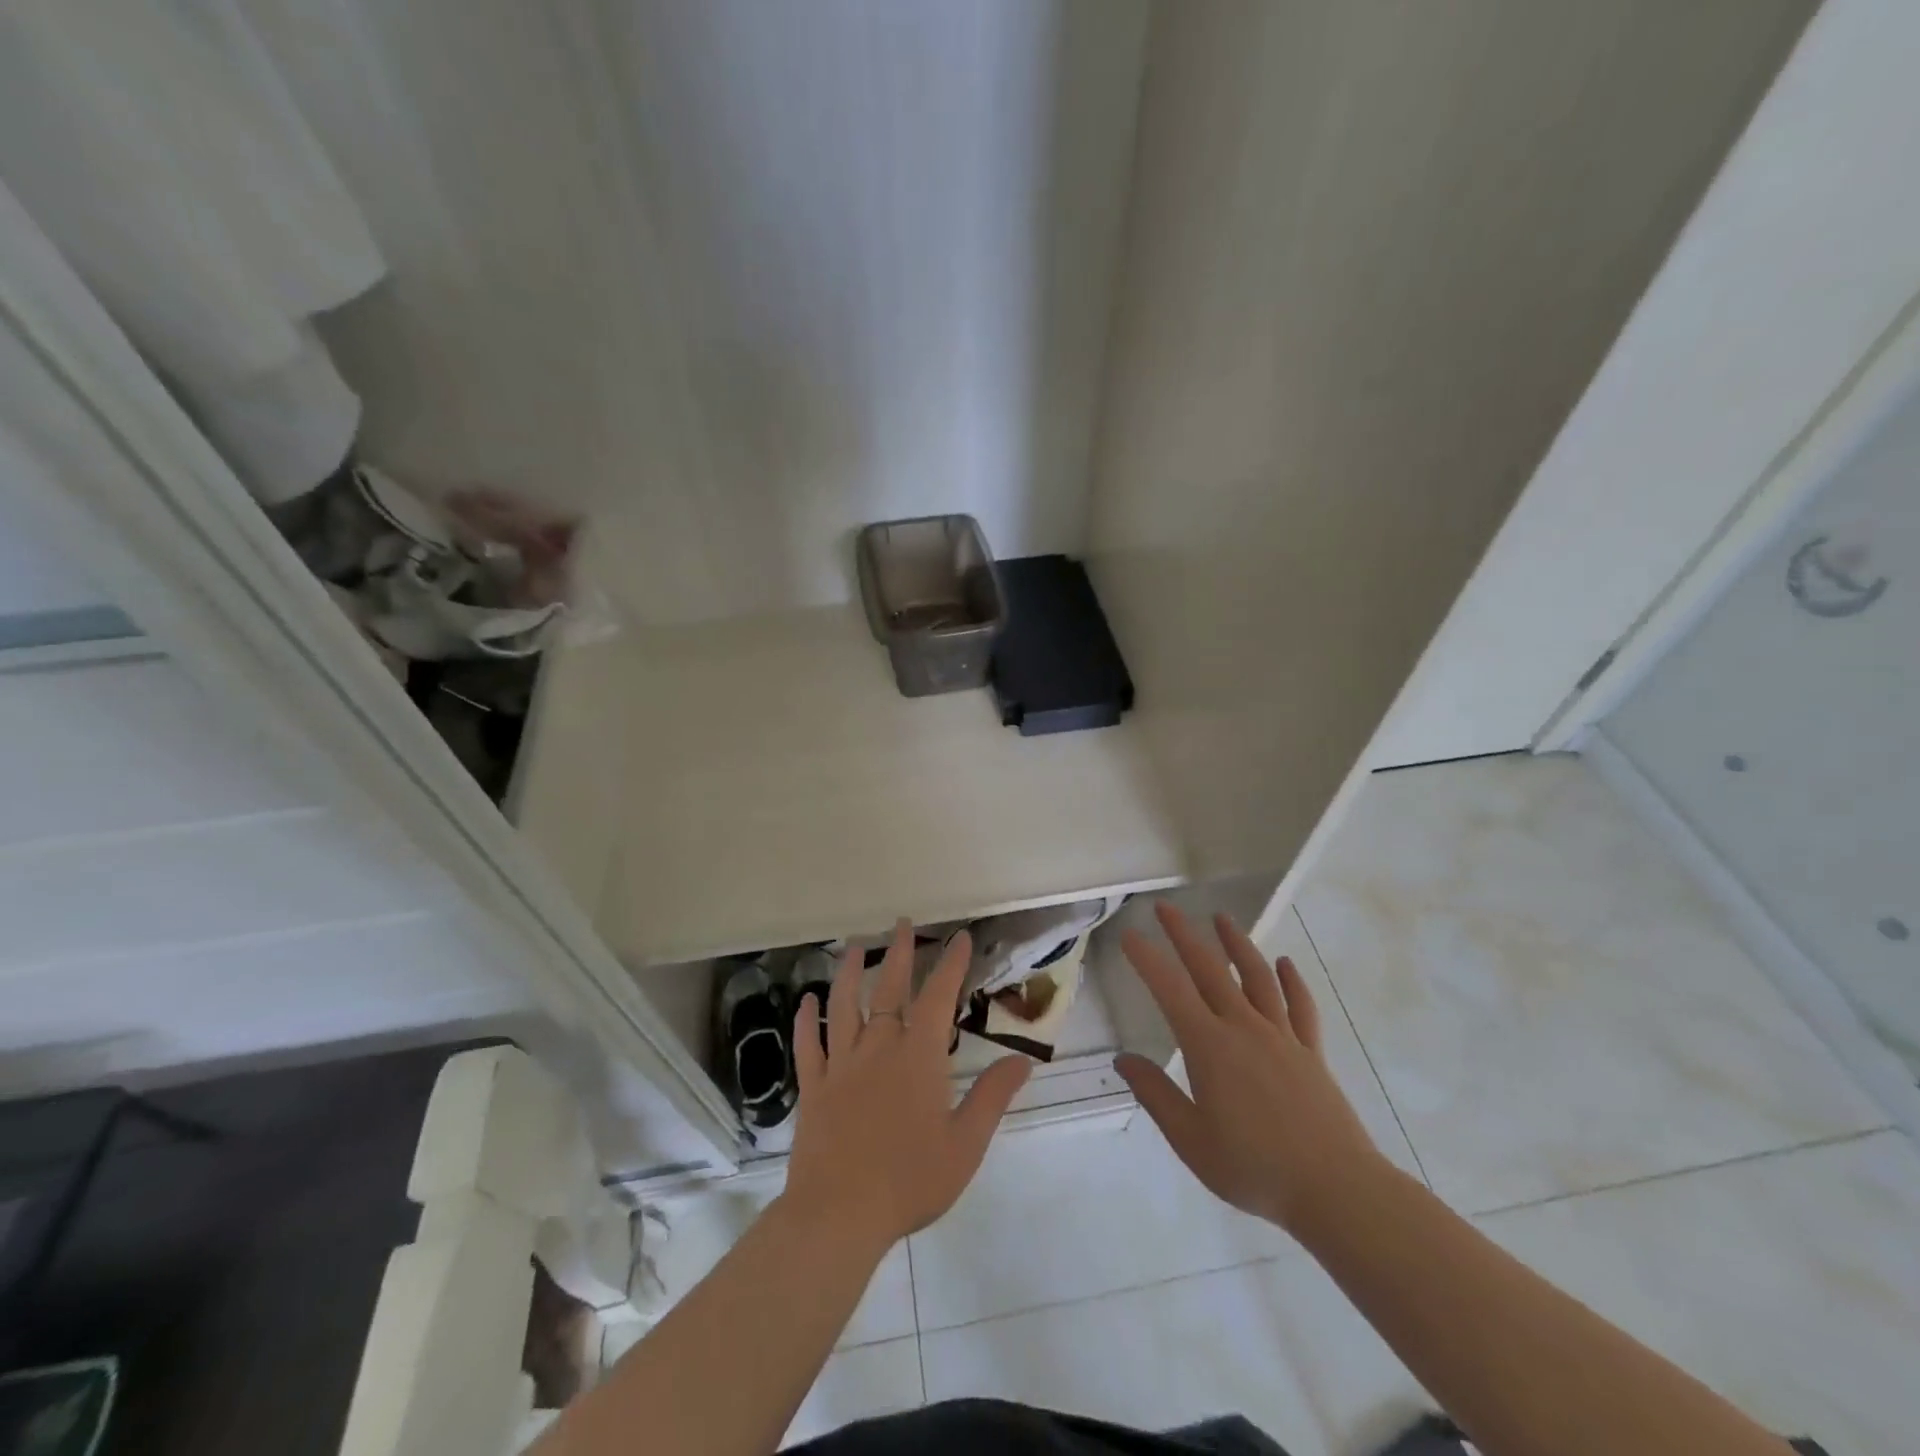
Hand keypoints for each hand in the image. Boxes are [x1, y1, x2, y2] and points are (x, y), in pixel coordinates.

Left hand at [781, 919, 1031, 1252]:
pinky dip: (806, 1020)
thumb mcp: (965, 1144)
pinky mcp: (814, 1087)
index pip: (938, 997)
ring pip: (844, 1006)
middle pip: (889, 989)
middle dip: (899, 953)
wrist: (839, 1214)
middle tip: (902, 923)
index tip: (960, 937)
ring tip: (854, 947)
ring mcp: (841, 1064)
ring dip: (849, 973)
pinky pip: (808, 1045)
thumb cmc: (909, 1181)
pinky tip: (806, 1001)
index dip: (951, 964)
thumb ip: (992, 1097)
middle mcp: (879, 1048)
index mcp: (918, 1057)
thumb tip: (1023, 1061)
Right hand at [1115, 902, 1387, 1236]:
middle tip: (1166, 907)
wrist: (1335, 1190)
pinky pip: (1300, 1006)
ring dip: (1237, 943)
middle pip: (1210, 969)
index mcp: (1209, 1046)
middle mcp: (1243, 1028)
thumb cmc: (1254, 1168)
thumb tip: (1123, 1060)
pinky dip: (1291, 981)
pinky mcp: (1311, 1052)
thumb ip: (1156, 1095)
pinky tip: (1284, 963)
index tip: (1129, 935)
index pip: (1170, 990)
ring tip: (1222, 917)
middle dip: (1185, 935)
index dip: (1147, 960)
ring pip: (1256, 977)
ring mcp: (1281, 1036)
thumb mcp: (1191, 1140)